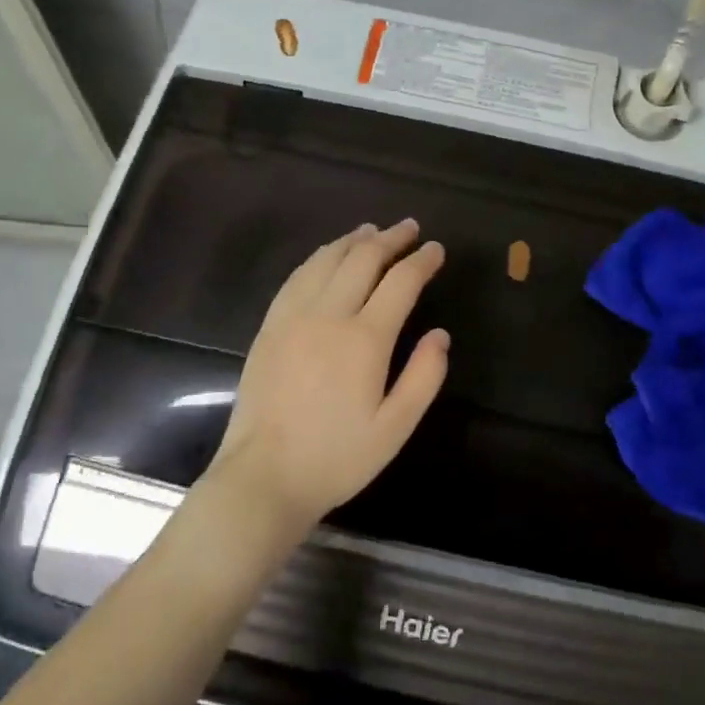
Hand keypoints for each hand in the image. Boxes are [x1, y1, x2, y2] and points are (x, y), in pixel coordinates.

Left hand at [206, 219, 448, 538]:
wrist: (264, 476)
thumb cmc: (337, 458)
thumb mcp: (395, 427)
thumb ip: (424, 377)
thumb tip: (440, 335)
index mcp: (365, 339)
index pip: (400, 282)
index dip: (421, 261)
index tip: (435, 249)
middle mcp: (328, 315)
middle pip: (362, 260)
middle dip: (389, 239)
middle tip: (408, 228)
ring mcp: (292, 317)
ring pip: (325, 260)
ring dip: (352, 240)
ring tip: (370, 230)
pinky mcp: (269, 327)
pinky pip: (296, 278)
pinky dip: (318, 258)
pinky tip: (326, 257)